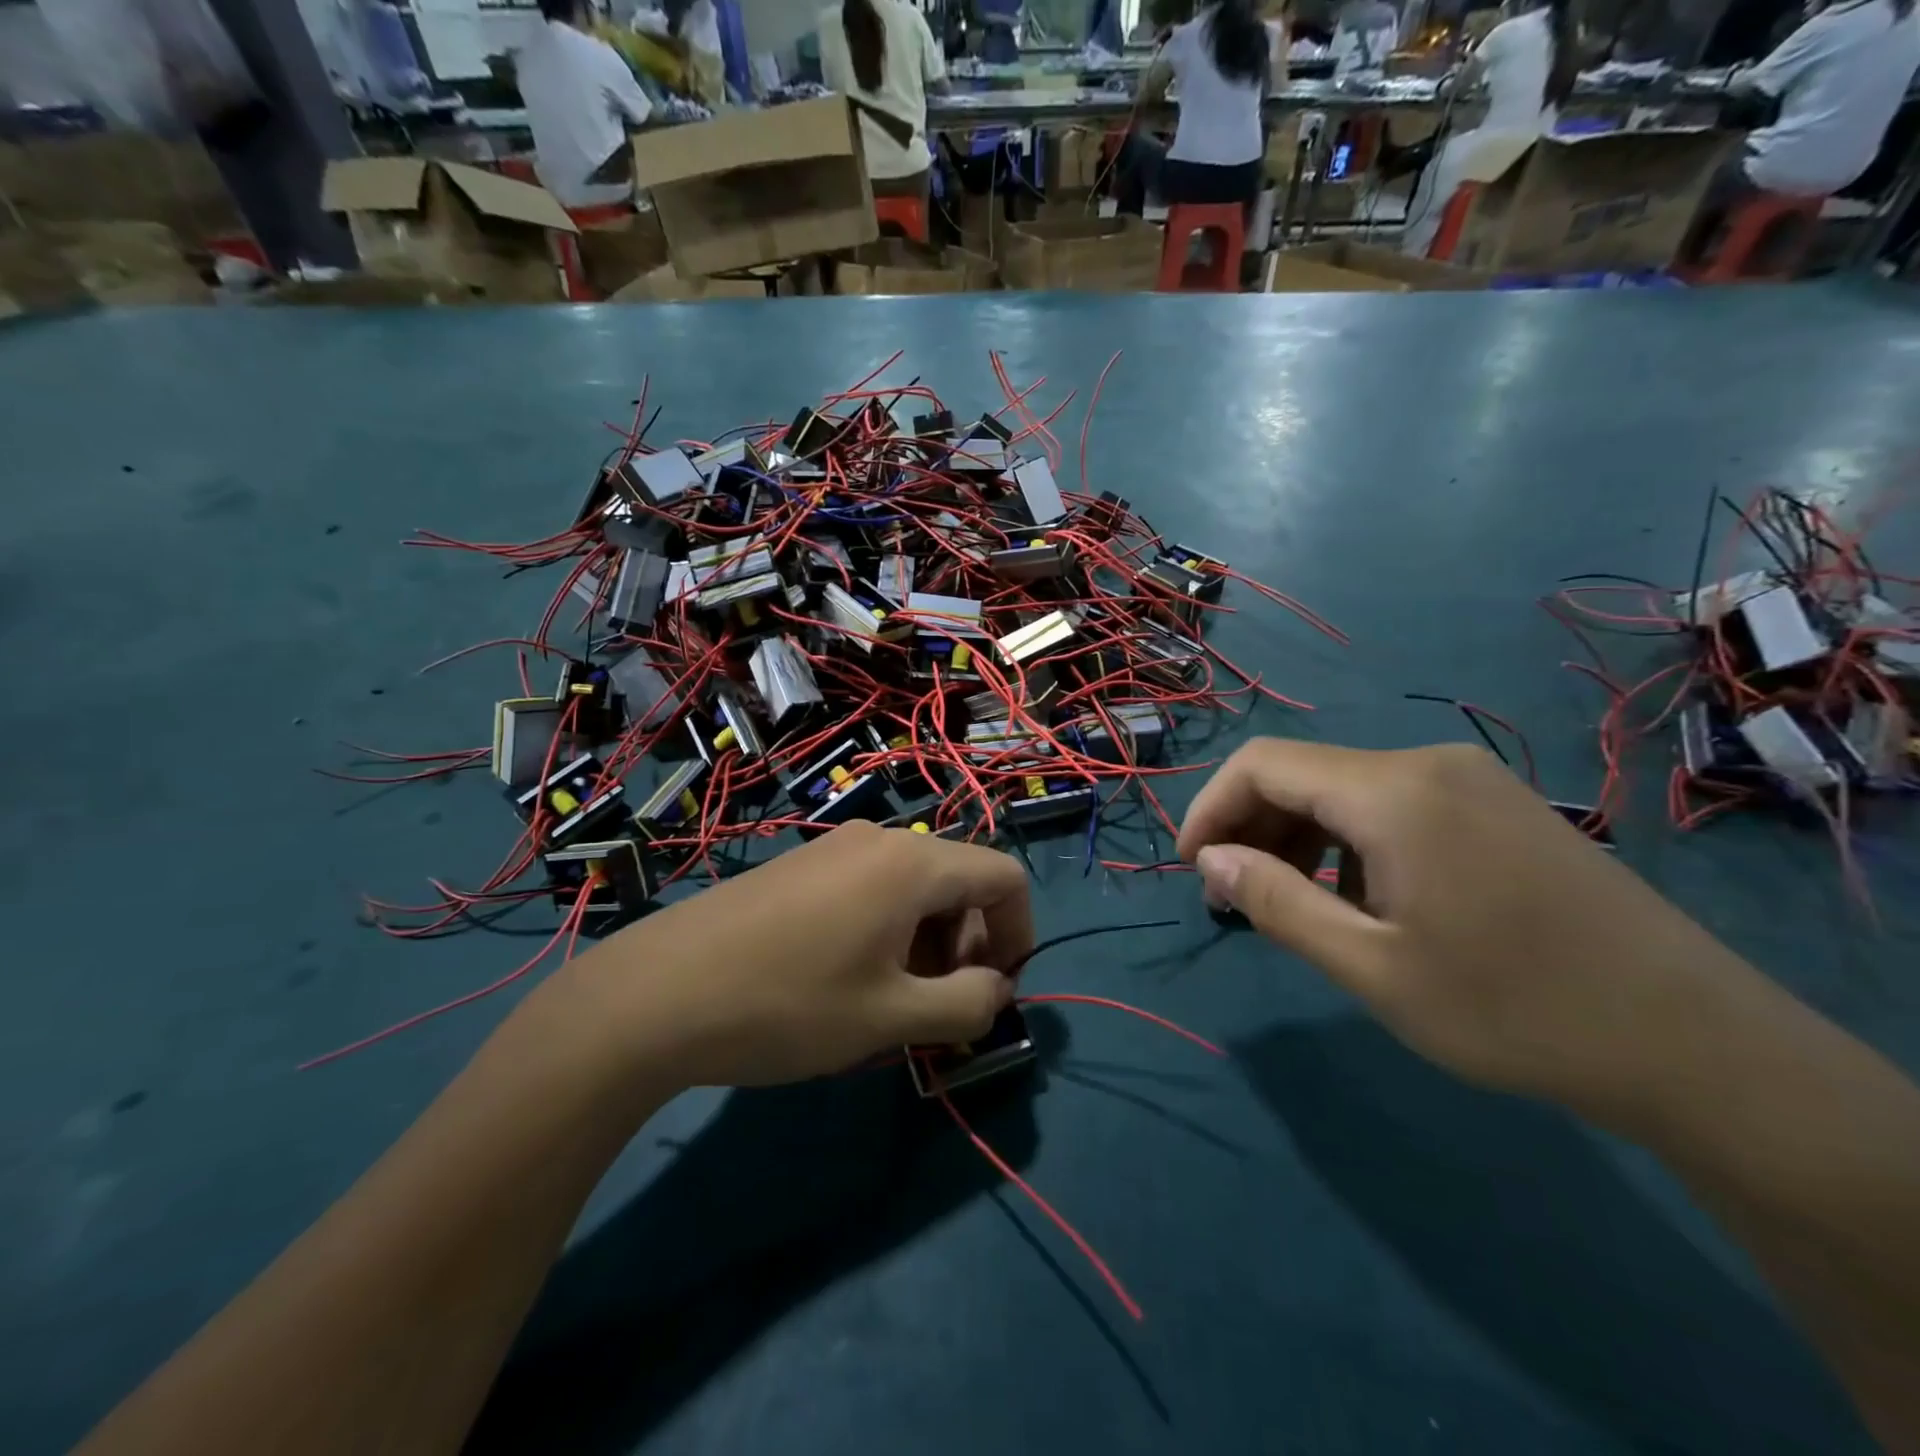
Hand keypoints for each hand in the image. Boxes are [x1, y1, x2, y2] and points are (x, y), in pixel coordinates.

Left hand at [557, 822, 1030, 1090]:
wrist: (656, 993)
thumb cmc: (788, 1004)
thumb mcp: (890, 1019)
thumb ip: (965, 1005)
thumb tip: (996, 990)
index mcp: (912, 863)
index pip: (1004, 876)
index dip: (1019, 933)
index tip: (995, 991)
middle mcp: (879, 840)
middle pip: (958, 882)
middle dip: (967, 946)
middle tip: (937, 1011)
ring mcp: (834, 849)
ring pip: (911, 890)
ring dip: (924, 945)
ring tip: (888, 1007)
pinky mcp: (800, 867)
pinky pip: (869, 891)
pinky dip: (884, 933)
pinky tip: (845, 984)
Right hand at [1177, 739, 1765, 1129]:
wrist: (1695, 1043)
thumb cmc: (1513, 1008)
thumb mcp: (1371, 967)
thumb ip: (1274, 902)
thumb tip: (1208, 859)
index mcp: (1392, 791)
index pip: (1263, 764)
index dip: (1210, 807)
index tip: (1192, 868)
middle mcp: (1426, 763)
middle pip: (1302, 772)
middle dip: (1250, 826)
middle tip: (1233, 896)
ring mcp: (1468, 780)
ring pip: (1344, 788)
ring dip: (1296, 836)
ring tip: (1288, 904)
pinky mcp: (1494, 805)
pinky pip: (1390, 804)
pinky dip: (1346, 840)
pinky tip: (1358, 898)